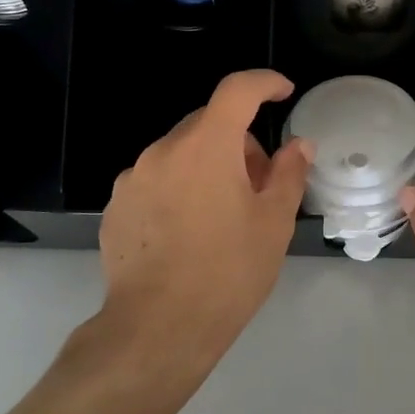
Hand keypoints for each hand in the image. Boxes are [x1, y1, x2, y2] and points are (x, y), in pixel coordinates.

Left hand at [96, 69, 313, 387]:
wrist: (156, 330)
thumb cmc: (227, 272)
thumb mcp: (273, 223)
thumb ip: (289, 173)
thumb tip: (298, 145)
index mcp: (206, 145)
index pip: (237, 90)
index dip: (264, 83)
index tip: (283, 92)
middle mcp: (163, 150)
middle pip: (208, 124)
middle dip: (238, 142)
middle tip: (258, 185)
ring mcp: (133, 178)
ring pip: (180, 153)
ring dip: (206, 166)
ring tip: (221, 216)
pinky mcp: (116, 206)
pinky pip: (155, 180)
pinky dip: (177, 189)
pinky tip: (186, 234)